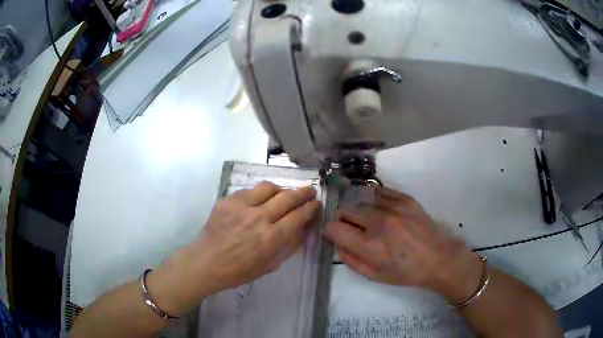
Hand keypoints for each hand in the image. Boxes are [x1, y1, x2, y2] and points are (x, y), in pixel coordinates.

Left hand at [168, 182, 321, 302]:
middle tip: (310, 190)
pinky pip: (249, 190)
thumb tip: (303, 229)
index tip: (317, 203)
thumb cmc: (239, 271)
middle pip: (288, 197)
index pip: (299, 215)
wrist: (206, 262)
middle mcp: (259, 218)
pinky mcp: (227, 200)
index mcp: (271, 238)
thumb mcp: (270, 265)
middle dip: (303, 192)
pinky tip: (259, 200)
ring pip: (269, 187)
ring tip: (284, 193)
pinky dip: (259, 193)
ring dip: (281, 189)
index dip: (311, 207)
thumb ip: (289, 246)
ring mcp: (241, 206)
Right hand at [325, 186, 482, 302]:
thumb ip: (350, 260)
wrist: (439, 258)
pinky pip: (379, 191)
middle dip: (343, 218)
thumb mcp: (375, 276)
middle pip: (346, 209)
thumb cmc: (406, 272)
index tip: (334, 232)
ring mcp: (393, 207)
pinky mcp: (405, 198)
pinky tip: (380, 209)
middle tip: (353, 227)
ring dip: (360, 209)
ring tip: (369, 219)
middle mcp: (379, 223)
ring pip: (361, 199)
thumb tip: (337, 242)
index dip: (330, 229)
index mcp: (370, 246)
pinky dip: (374, 200)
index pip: (334, 228)